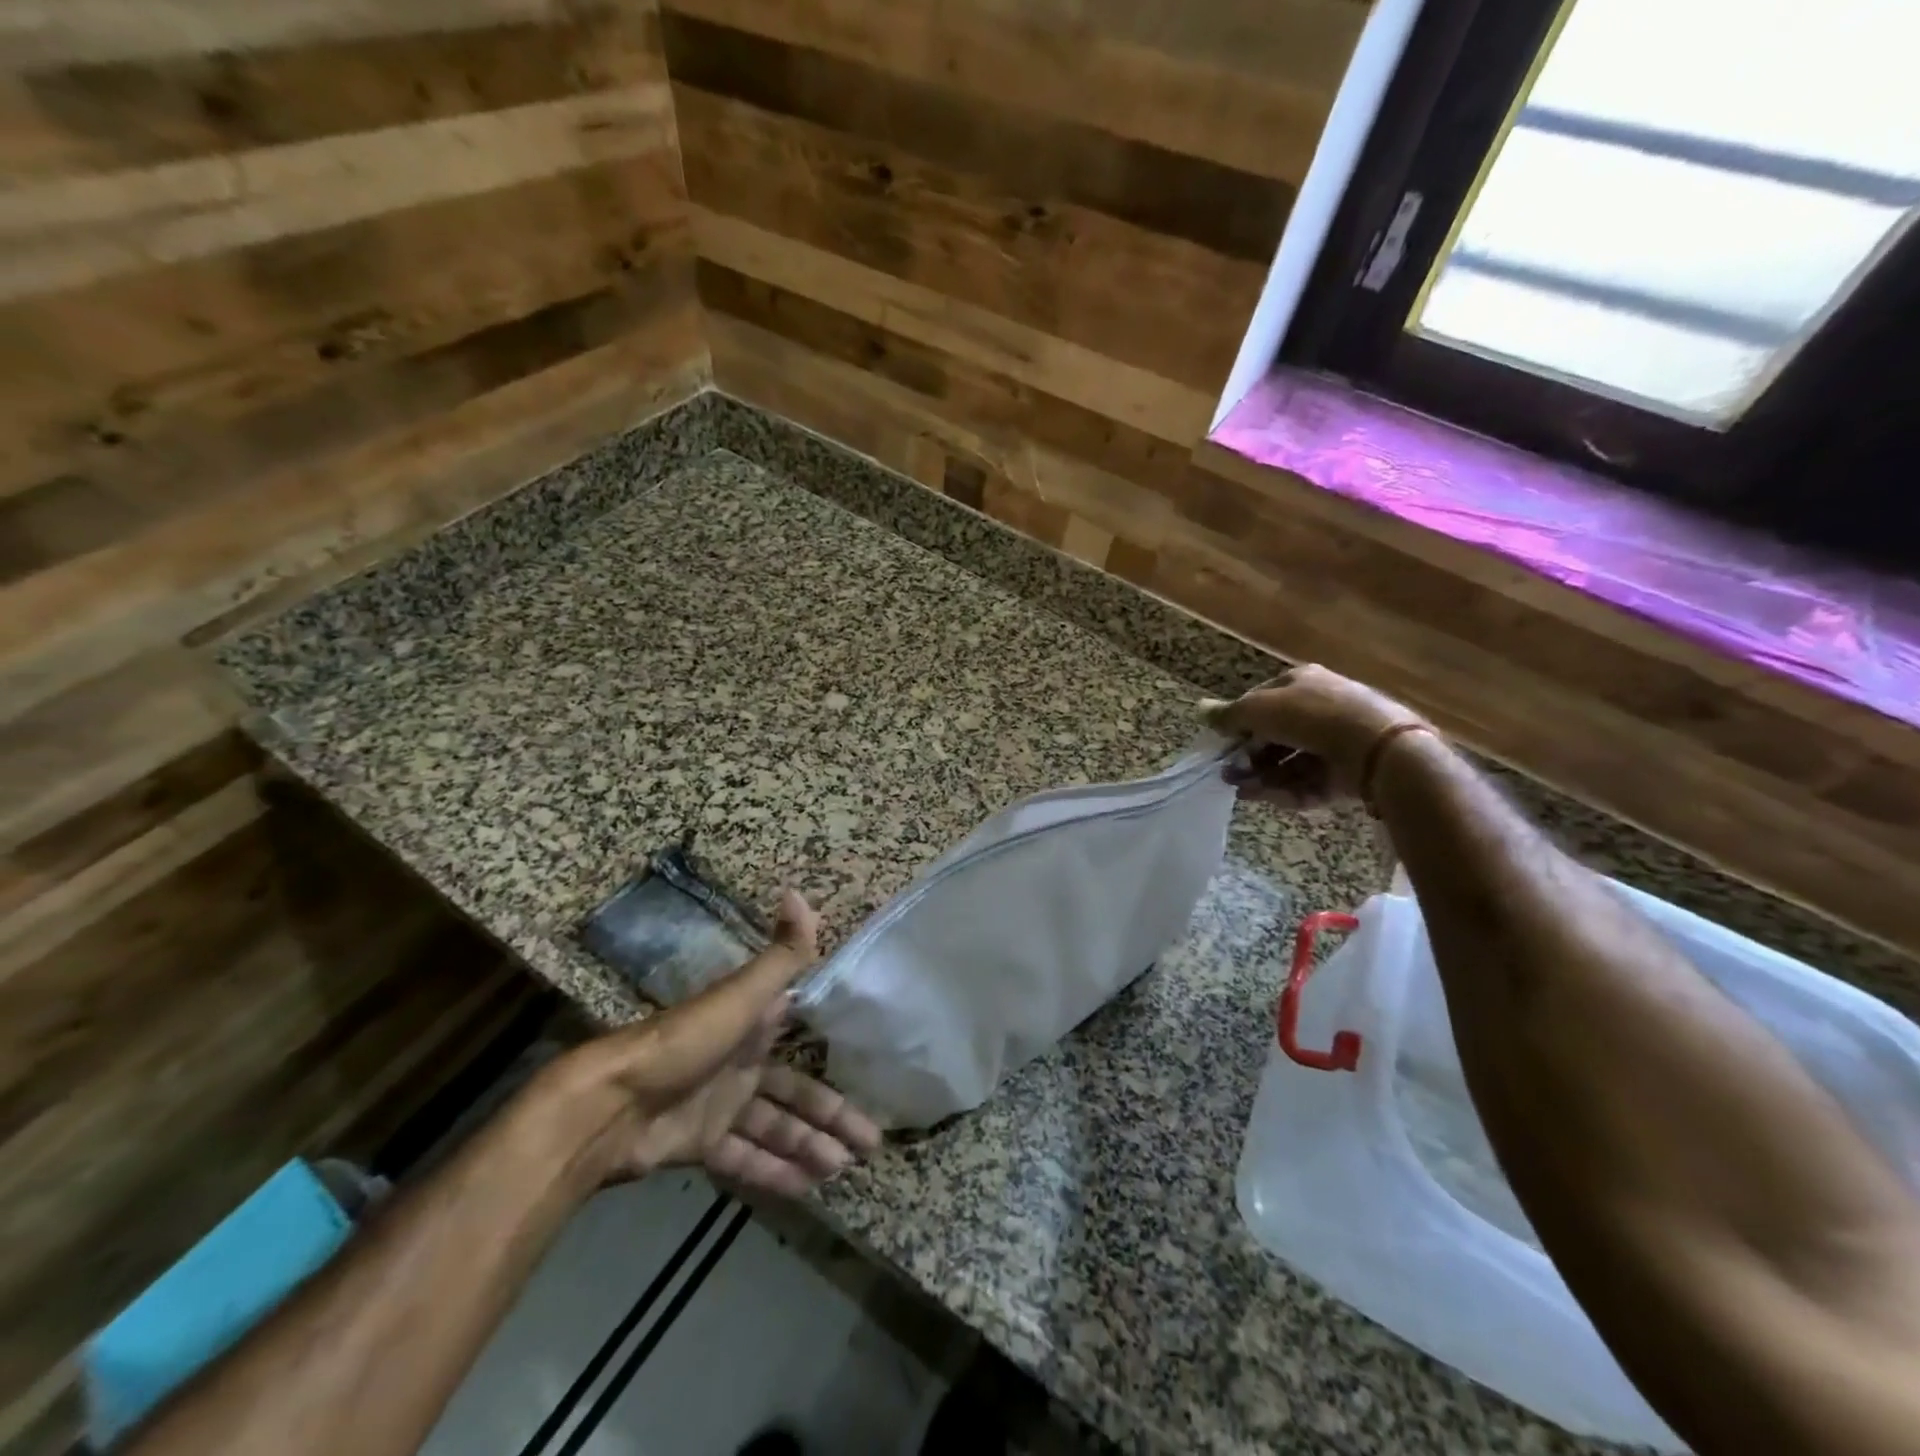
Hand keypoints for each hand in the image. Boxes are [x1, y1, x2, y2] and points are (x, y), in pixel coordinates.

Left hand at [546, 891, 881, 1197]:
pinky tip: (806, 1189)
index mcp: (753, 1026)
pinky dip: (775, 1172)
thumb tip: (800, 892)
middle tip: (873, 1142)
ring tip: (844, 1170)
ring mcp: (719, 1105)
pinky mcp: (699, 1143)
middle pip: (795, 1093)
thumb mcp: (741, 995)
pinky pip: (746, 1159)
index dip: (836, 1056)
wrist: (610, 1104)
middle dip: (832, 1115)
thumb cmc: (685, 1042)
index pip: (804, 1039)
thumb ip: (782, 955)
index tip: (873, 1072)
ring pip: (775, 1129)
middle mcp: (740, 1063)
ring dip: (810, 1147)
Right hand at [1202, 664, 1427, 808]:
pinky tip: (1266, 799)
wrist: (1376, 746)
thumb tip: (1200, 710)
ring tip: (1241, 791)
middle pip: (1275, 736)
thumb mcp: (1259, 709)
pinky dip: (1287, 791)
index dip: (1239, 723)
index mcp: (1302, 683)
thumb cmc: (1310, 716)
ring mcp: (1336, 743)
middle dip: (1248, 756)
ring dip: (1262, 777)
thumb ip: (1228, 714)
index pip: (1262, 702)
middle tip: (1227, 774)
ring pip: (1290, 762)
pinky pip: (1310, 783)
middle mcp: (1319, 709)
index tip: (1222, 744)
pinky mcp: (1347, 773)